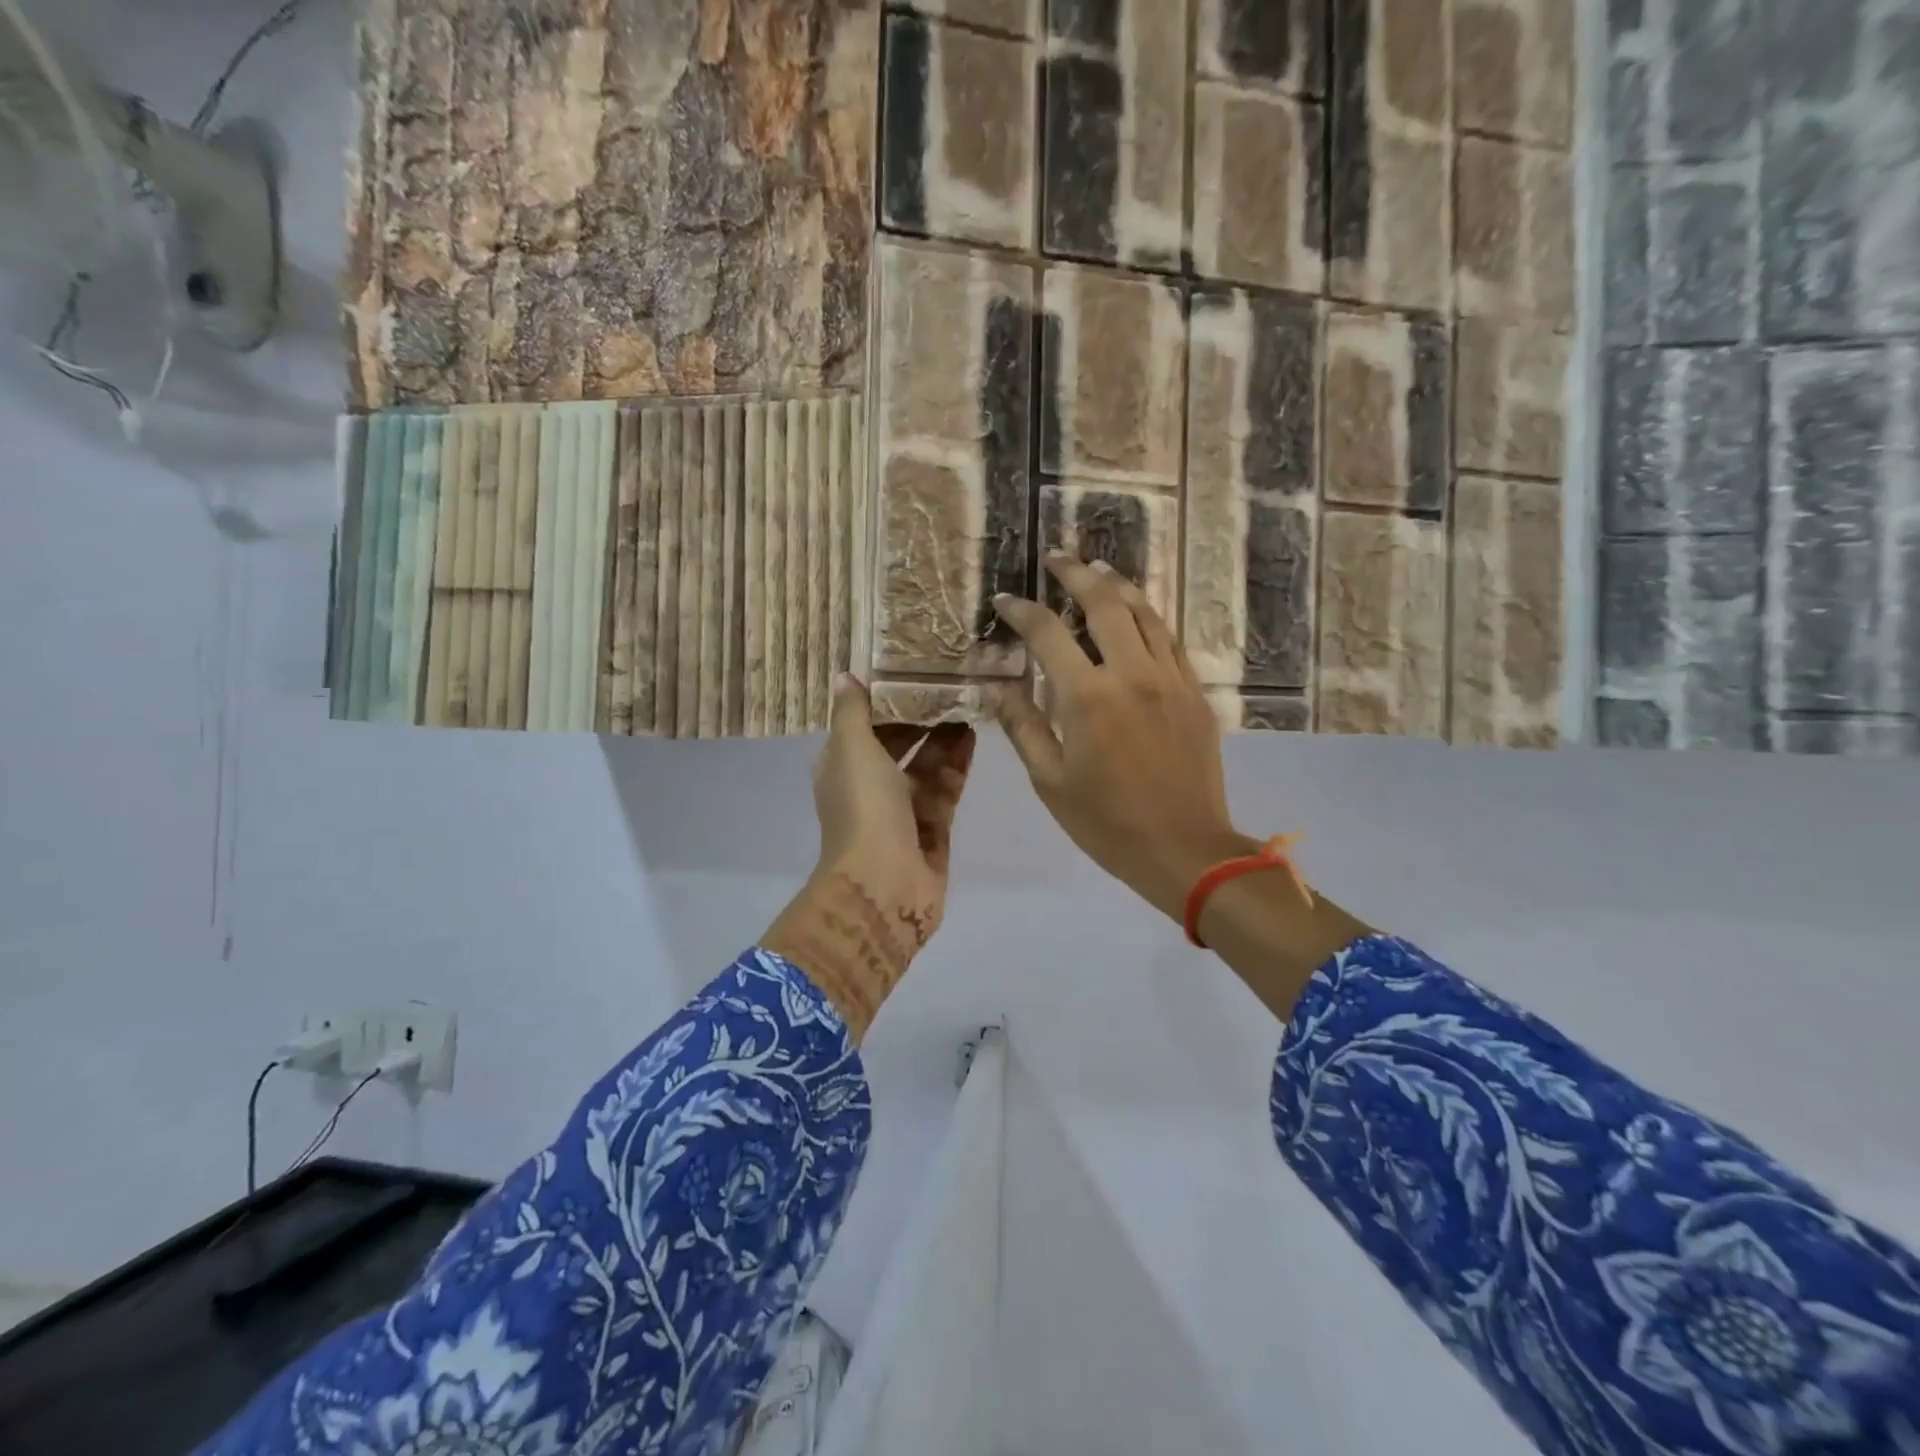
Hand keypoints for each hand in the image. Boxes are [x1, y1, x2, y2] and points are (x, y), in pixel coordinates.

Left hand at [762, 675, 975, 1037]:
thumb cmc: (863, 809)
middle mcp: (870, 787)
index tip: (913, 668)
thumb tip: (845, 676)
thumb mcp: (852, 749)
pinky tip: (974, 735)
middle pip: (899, 745)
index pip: (864, 725)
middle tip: (952, 682)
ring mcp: (903, 811)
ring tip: (970, 701)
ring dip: (944, 736)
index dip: (886, 700)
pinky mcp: (933, 830)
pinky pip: (945, 789)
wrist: (884, 886)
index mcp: (842, 767)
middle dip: (922, 717)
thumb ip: (852, 712)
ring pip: (926, 765)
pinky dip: (956, 764)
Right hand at [991, 553, 1256, 921]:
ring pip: (1145, 613)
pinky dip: (1149, 617)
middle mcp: (1132, 674)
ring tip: (1097, 570)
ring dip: (1118, 586)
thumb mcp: (1050, 780)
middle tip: (1057, 558)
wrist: (1185, 849)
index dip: (1022, 611)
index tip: (1005, 600)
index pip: (1048, 633)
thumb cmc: (1106, 823)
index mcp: (1088, 697)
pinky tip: (1137, 614)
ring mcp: (1170, 679)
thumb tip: (996, 685)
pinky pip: (1170, 639)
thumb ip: (1022, 725)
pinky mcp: (1195, 692)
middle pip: (1104, 603)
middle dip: (1076, 574)